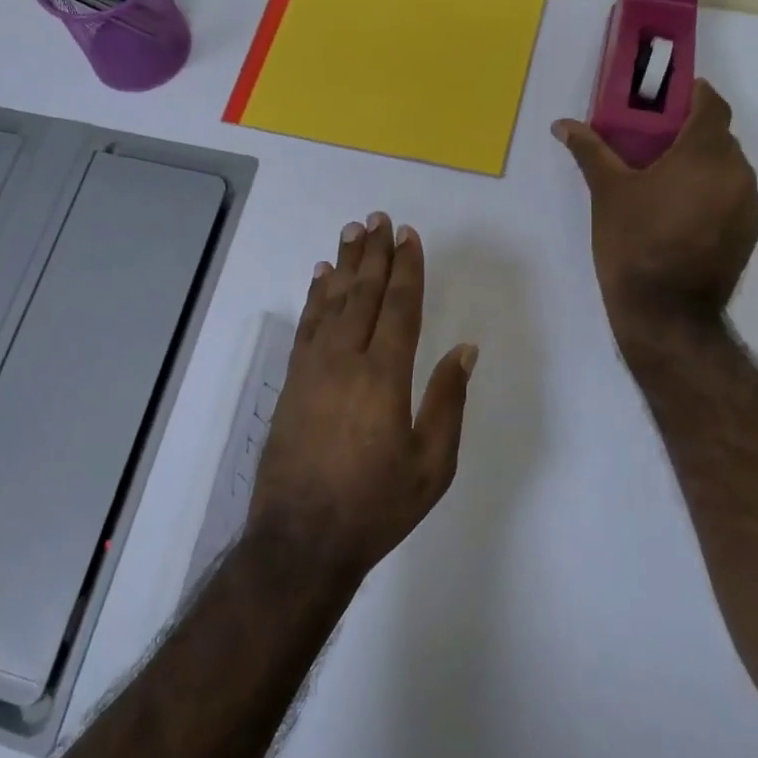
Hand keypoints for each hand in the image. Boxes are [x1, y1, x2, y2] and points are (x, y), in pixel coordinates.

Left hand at [248, 213, 476, 580]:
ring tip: (350, 233)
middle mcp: (345, 360)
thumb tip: (465, 350)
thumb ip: (448, 402)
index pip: (398, 307)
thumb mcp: (432, 465)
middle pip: (362, 294)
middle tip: (377, 218)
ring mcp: (312, 369)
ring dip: (342, 265)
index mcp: (384, 377)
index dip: (406, 269)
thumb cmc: (376, 506)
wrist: (301, 538)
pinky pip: (306, 326)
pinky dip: (314, 297)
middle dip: (373, 254)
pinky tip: (319, 279)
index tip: (409, 236)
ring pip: (330, 303)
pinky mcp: (292, 383)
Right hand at [552, 79, 757, 351]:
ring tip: (666, 184)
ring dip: (703, 166)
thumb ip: (591, 151)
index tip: (668, 102)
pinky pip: (733, 197)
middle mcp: (737, 171)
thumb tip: (562, 124)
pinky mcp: (750, 232)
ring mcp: (749, 204)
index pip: (712, 104)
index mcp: (705, 153)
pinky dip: (712, 194)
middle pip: (720, 137)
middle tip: (655, 146)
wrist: (666, 312)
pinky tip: (682, 216)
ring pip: (728, 169)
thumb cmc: (632, 244)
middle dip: (691, 135)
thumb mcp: (607, 194)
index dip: (694, 95)